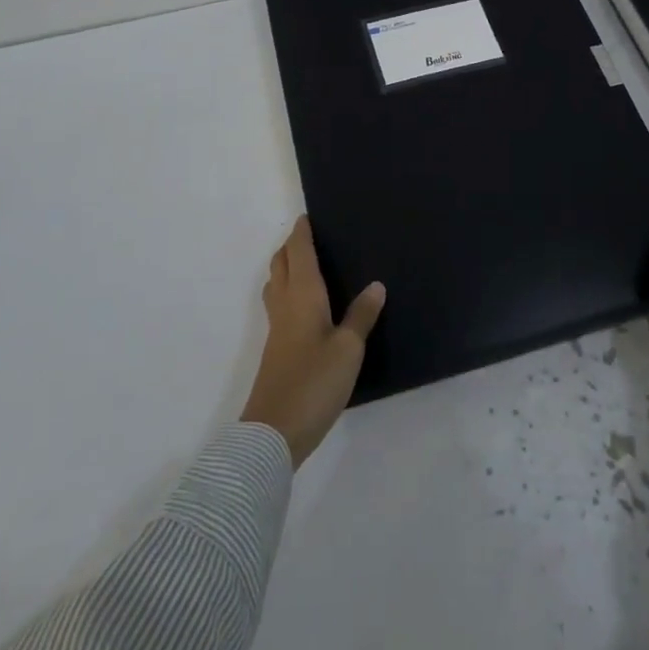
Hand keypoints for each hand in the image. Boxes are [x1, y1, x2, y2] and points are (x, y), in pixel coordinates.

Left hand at [240, 216, 385, 467]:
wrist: (273, 432)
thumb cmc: (314, 382)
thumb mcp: (349, 349)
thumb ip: (361, 316)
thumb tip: (375, 285)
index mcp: (303, 294)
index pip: (298, 251)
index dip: (301, 232)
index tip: (308, 216)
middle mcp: (285, 303)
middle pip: (281, 263)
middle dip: (291, 246)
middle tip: (310, 237)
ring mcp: (276, 328)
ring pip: (276, 283)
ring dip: (286, 267)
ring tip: (306, 265)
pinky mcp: (275, 349)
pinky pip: (279, 304)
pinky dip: (288, 290)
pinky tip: (304, 306)